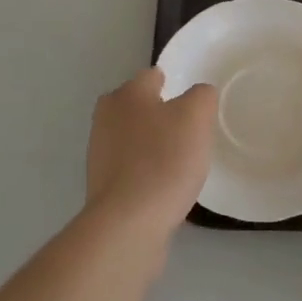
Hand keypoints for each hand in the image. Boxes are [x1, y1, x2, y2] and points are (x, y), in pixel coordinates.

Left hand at [86, 69, 216, 232]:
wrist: (129, 224)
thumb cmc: (164, 160)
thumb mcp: (197, 116)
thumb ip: (202, 96)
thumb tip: (198, 95)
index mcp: (126, 94)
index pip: (153, 76)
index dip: (175, 85)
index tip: (193, 104)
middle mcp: (106, 117)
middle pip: (140, 106)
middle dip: (161, 115)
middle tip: (189, 132)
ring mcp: (99, 152)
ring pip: (134, 137)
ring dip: (152, 144)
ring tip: (180, 162)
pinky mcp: (102, 185)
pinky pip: (131, 167)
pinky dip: (146, 171)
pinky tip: (163, 186)